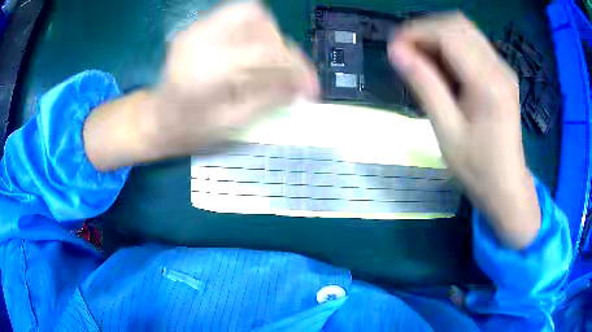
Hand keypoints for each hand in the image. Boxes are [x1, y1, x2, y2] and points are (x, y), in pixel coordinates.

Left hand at [83, 3, 317, 168]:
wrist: (156, 120)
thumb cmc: (190, 131)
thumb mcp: (232, 124)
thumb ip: (269, 99)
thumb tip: (302, 85)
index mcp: (208, 68)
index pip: (267, 51)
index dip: (296, 67)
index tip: (310, 88)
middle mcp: (202, 38)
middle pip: (259, 20)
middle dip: (280, 45)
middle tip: (283, 73)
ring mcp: (197, 28)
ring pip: (250, 11)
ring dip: (267, 34)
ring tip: (267, 61)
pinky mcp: (197, 27)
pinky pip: (235, 14)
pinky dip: (252, 29)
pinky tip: (250, 51)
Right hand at [388, 13, 539, 248]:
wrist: (507, 186)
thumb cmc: (478, 168)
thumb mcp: (446, 131)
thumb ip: (424, 86)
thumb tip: (396, 52)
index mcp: (488, 83)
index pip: (447, 34)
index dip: (416, 33)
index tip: (394, 49)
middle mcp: (499, 67)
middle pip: (457, 24)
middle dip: (426, 31)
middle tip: (407, 54)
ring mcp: (503, 69)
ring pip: (465, 30)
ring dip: (438, 37)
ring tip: (422, 60)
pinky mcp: (502, 74)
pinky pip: (473, 45)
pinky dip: (451, 47)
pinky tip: (443, 68)